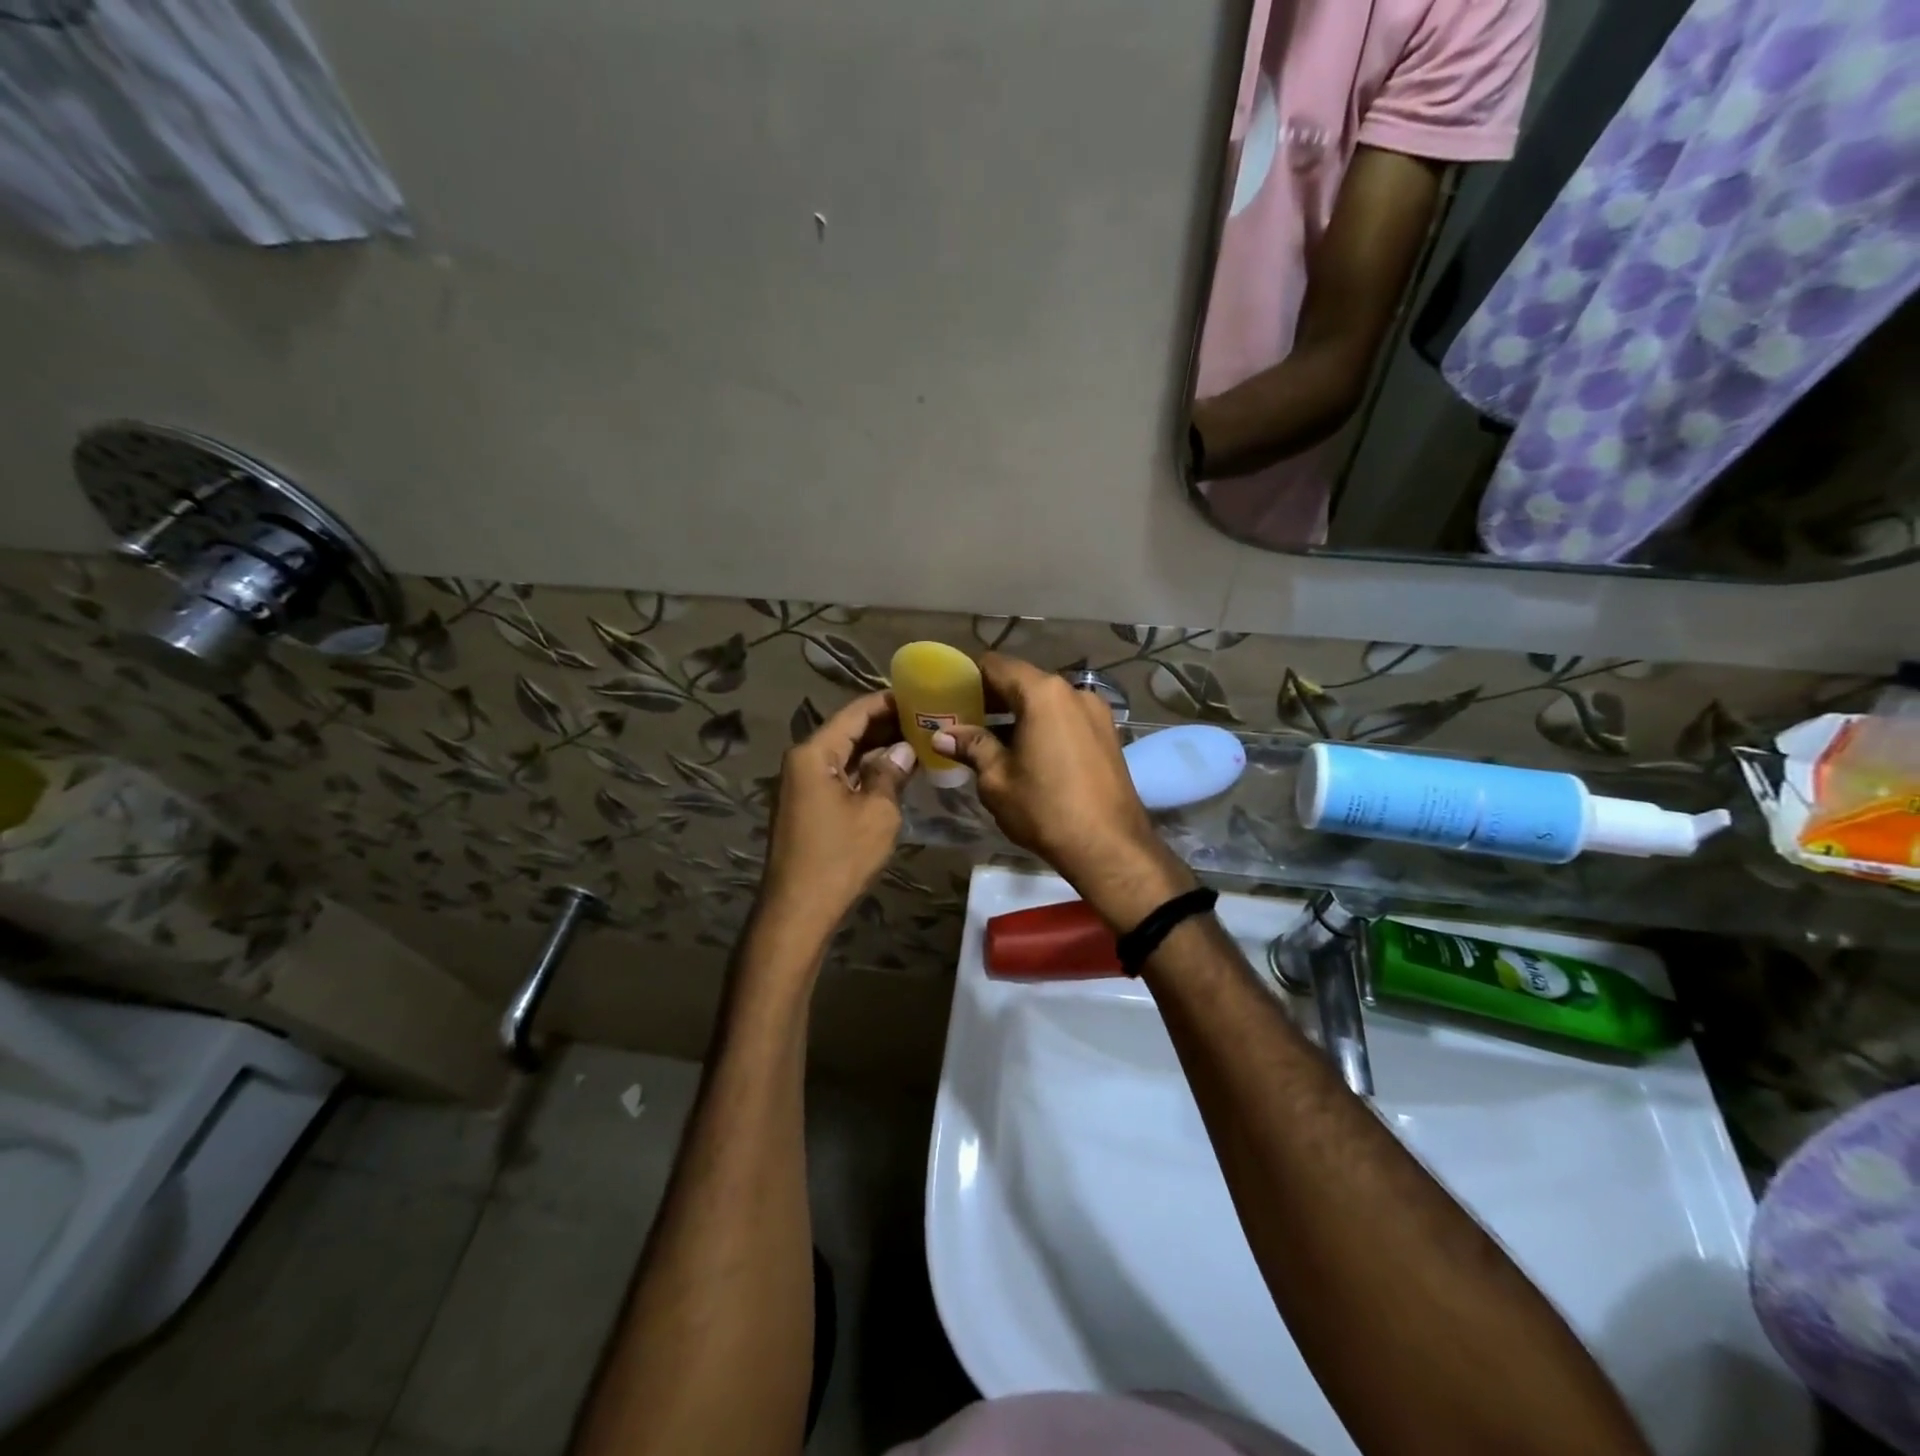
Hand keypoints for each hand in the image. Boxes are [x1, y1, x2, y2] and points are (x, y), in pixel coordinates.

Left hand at [760, 691, 915, 939]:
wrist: (798, 909)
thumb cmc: (840, 857)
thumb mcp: (878, 812)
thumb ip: (891, 773)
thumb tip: (904, 750)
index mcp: (814, 753)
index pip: (856, 712)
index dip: (888, 702)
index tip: (920, 695)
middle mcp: (802, 761)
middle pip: (848, 731)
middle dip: (886, 724)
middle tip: (926, 718)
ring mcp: (800, 784)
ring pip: (844, 755)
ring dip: (877, 748)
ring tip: (917, 740)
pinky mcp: (805, 805)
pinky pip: (838, 775)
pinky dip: (865, 771)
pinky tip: (893, 772)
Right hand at [933, 653, 1194, 927]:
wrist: (1109, 846)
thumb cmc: (1045, 809)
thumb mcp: (997, 779)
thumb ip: (972, 747)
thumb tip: (943, 735)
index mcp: (1043, 693)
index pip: (996, 665)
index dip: (968, 676)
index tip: (949, 695)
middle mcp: (1073, 691)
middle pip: (1023, 681)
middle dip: (992, 698)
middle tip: (963, 720)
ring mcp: (1095, 712)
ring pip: (1046, 701)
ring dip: (1017, 713)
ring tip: (990, 739)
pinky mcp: (1107, 734)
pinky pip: (1065, 718)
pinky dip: (1042, 725)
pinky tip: (1025, 751)